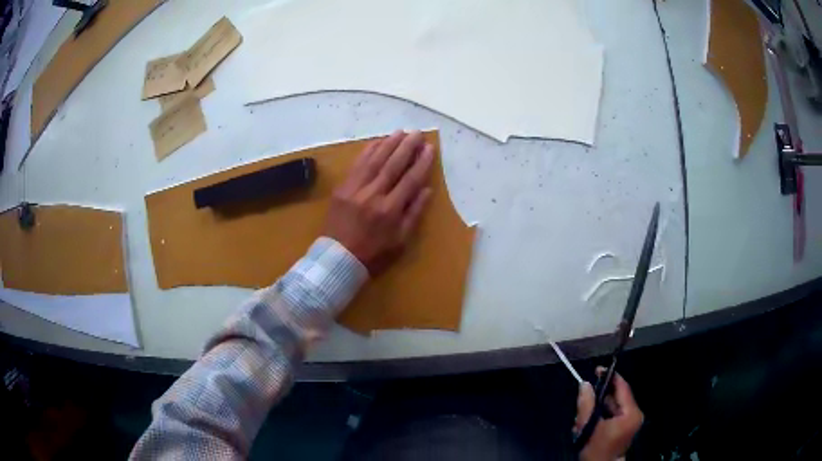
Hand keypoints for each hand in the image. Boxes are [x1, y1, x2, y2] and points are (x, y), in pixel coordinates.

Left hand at [323, 130, 434, 274]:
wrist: (338, 257)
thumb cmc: (373, 252)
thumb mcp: (400, 240)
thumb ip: (414, 213)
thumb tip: (426, 189)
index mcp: (390, 210)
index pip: (410, 179)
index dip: (421, 162)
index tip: (429, 148)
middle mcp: (373, 195)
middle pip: (393, 164)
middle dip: (407, 147)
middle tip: (417, 133)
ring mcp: (355, 189)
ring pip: (374, 160)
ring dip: (389, 143)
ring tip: (401, 132)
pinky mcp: (342, 187)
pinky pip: (357, 164)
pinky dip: (368, 151)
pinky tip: (378, 142)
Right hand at [575, 369, 643, 460]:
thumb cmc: (597, 449)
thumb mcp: (589, 427)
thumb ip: (587, 404)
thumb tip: (585, 384)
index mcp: (631, 413)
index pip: (623, 387)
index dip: (610, 376)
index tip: (597, 370)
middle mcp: (635, 414)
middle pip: (617, 397)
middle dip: (599, 396)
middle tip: (584, 396)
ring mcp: (630, 421)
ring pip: (613, 406)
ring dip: (597, 407)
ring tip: (583, 415)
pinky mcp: (624, 427)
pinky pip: (613, 414)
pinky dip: (601, 414)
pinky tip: (588, 421)